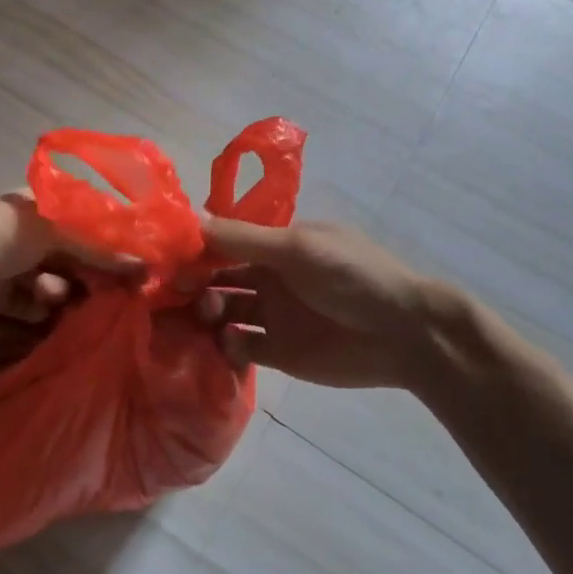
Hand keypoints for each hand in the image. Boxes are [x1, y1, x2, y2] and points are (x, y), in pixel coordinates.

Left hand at [0, 194, 138, 367]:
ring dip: (57, 291)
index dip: (110, 242)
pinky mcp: (2, 296)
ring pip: (56, 283)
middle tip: (110, 291)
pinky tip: (34, 305)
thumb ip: (96, 247)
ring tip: (45, 292)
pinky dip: (37, 307)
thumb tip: (142, 264)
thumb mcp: (50, 231)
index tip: (134, 264)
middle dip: (87, 274)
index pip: (86, 222)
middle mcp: (30, 234)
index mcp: (40, 206)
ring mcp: (15, 266)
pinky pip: (34, 305)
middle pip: (74, 256)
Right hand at [198, 219, 466, 390]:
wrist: (405, 334)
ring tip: (206, 317)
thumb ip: (243, 238)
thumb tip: (192, 220)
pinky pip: (239, 347)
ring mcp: (272, 315)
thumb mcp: (297, 248)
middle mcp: (269, 276)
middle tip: (174, 293)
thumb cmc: (351, 277)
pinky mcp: (277, 352)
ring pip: (224, 311)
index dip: (197, 248)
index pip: (225, 241)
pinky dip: (225, 345)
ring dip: (207, 312)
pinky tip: (227, 343)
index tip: (167, 258)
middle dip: (195, 282)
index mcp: (276, 244)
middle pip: (218, 276)